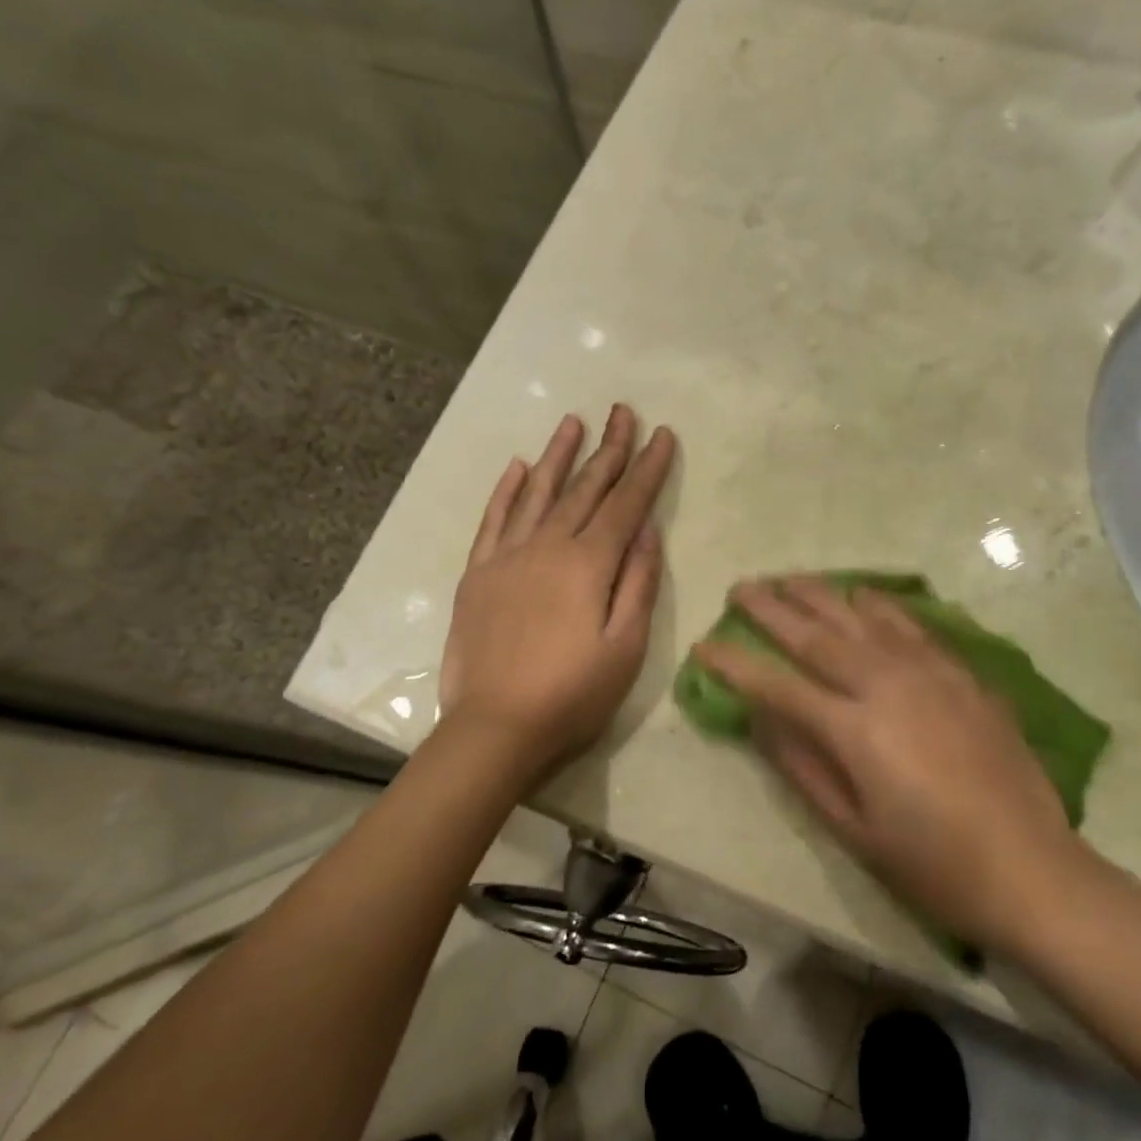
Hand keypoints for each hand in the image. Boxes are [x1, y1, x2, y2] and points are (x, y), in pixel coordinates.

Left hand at [440, 406, 675, 773]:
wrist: (494, 729)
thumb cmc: (572, 696)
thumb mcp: (625, 648)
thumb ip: (639, 584)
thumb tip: (648, 530)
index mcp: (589, 565)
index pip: (626, 504)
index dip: (647, 468)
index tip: (662, 434)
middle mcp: (547, 548)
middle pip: (585, 489)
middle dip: (609, 448)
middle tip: (623, 411)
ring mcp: (507, 558)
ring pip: (538, 494)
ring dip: (559, 456)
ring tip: (573, 421)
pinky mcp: (478, 574)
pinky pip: (493, 520)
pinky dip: (507, 491)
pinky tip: (519, 467)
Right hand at [693, 577, 1084, 949]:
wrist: (1031, 868)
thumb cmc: (932, 863)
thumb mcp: (852, 830)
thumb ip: (802, 767)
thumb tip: (761, 719)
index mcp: (855, 731)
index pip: (778, 686)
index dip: (736, 665)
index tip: (705, 645)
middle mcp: (888, 686)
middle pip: (817, 635)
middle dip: (772, 608)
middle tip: (741, 587)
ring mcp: (930, 674)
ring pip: (862, 618)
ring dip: (821, 595)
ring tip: (790, 579)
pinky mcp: (963, 674)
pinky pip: (912, 625)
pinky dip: (879, 605)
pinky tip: (863, 595)